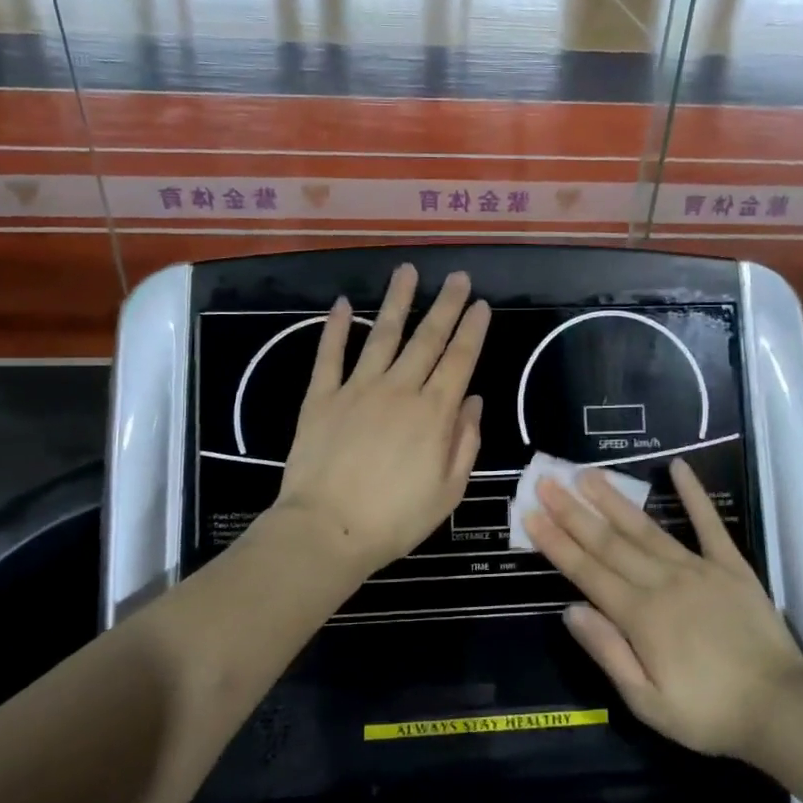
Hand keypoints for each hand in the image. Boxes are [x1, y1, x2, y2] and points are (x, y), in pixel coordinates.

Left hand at [272, 264, 489, 578]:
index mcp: (434, 413)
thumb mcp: (448, 491)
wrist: (327, 530)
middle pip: (427, 338)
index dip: (473, 330)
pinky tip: (342, 304)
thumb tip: (474, 401)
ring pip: (382, 335)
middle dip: (446, 305)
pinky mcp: (321, 397)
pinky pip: (329, 355)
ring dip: (397, 301)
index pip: (460, 360)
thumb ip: (465, 442)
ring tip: (407, 271)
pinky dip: (336, 328)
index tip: (481, 304)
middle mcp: (399, 390)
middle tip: (458, 277)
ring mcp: (357, 389)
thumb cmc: (395, 519)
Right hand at [524, 457, 802, 761]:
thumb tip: (571, 610)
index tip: (531, 514)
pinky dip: (693, 494)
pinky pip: (709, 524)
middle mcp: (662, 582)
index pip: (586, 572)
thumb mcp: (647, 702)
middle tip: (547, 481)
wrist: (783, 708)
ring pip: (646, 528)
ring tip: (587, 474)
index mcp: (640, 616)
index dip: (556, 543)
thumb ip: (608, 652)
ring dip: (614, 500)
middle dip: (573, 512)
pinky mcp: (731, 566)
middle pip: (609, 542)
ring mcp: (698, 569)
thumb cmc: (709, 713)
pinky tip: (678, 467)